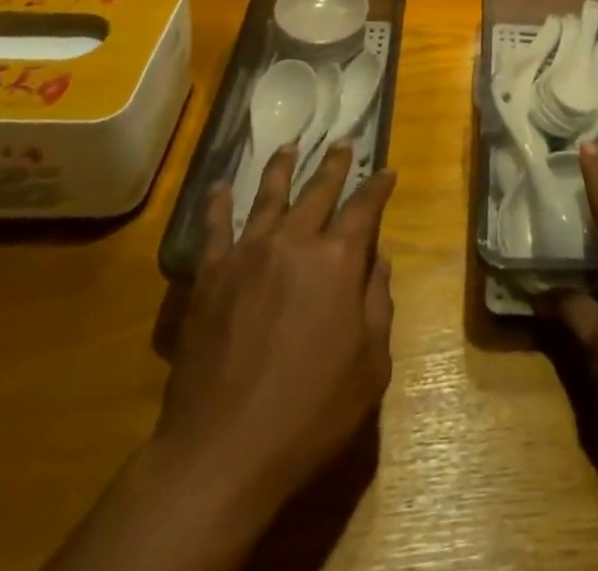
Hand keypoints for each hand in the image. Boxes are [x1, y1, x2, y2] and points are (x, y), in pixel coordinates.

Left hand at [156, 142, 395, 535]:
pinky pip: (214, 229)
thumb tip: (378, 260)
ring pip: (268, 196)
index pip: (366, 207)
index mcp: (339, 260)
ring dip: (282, 168)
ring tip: (288, 146)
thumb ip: (377, 303)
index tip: (387, 170)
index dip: (379, 186)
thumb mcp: (370, 365)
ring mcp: (248, 254)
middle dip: (335, 164)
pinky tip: (218, 189)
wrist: (222, 453)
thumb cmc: (310, 412)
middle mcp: (295, 241)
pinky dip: (217, 206)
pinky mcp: (210, 276)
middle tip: (343, 144)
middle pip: (319, 189)